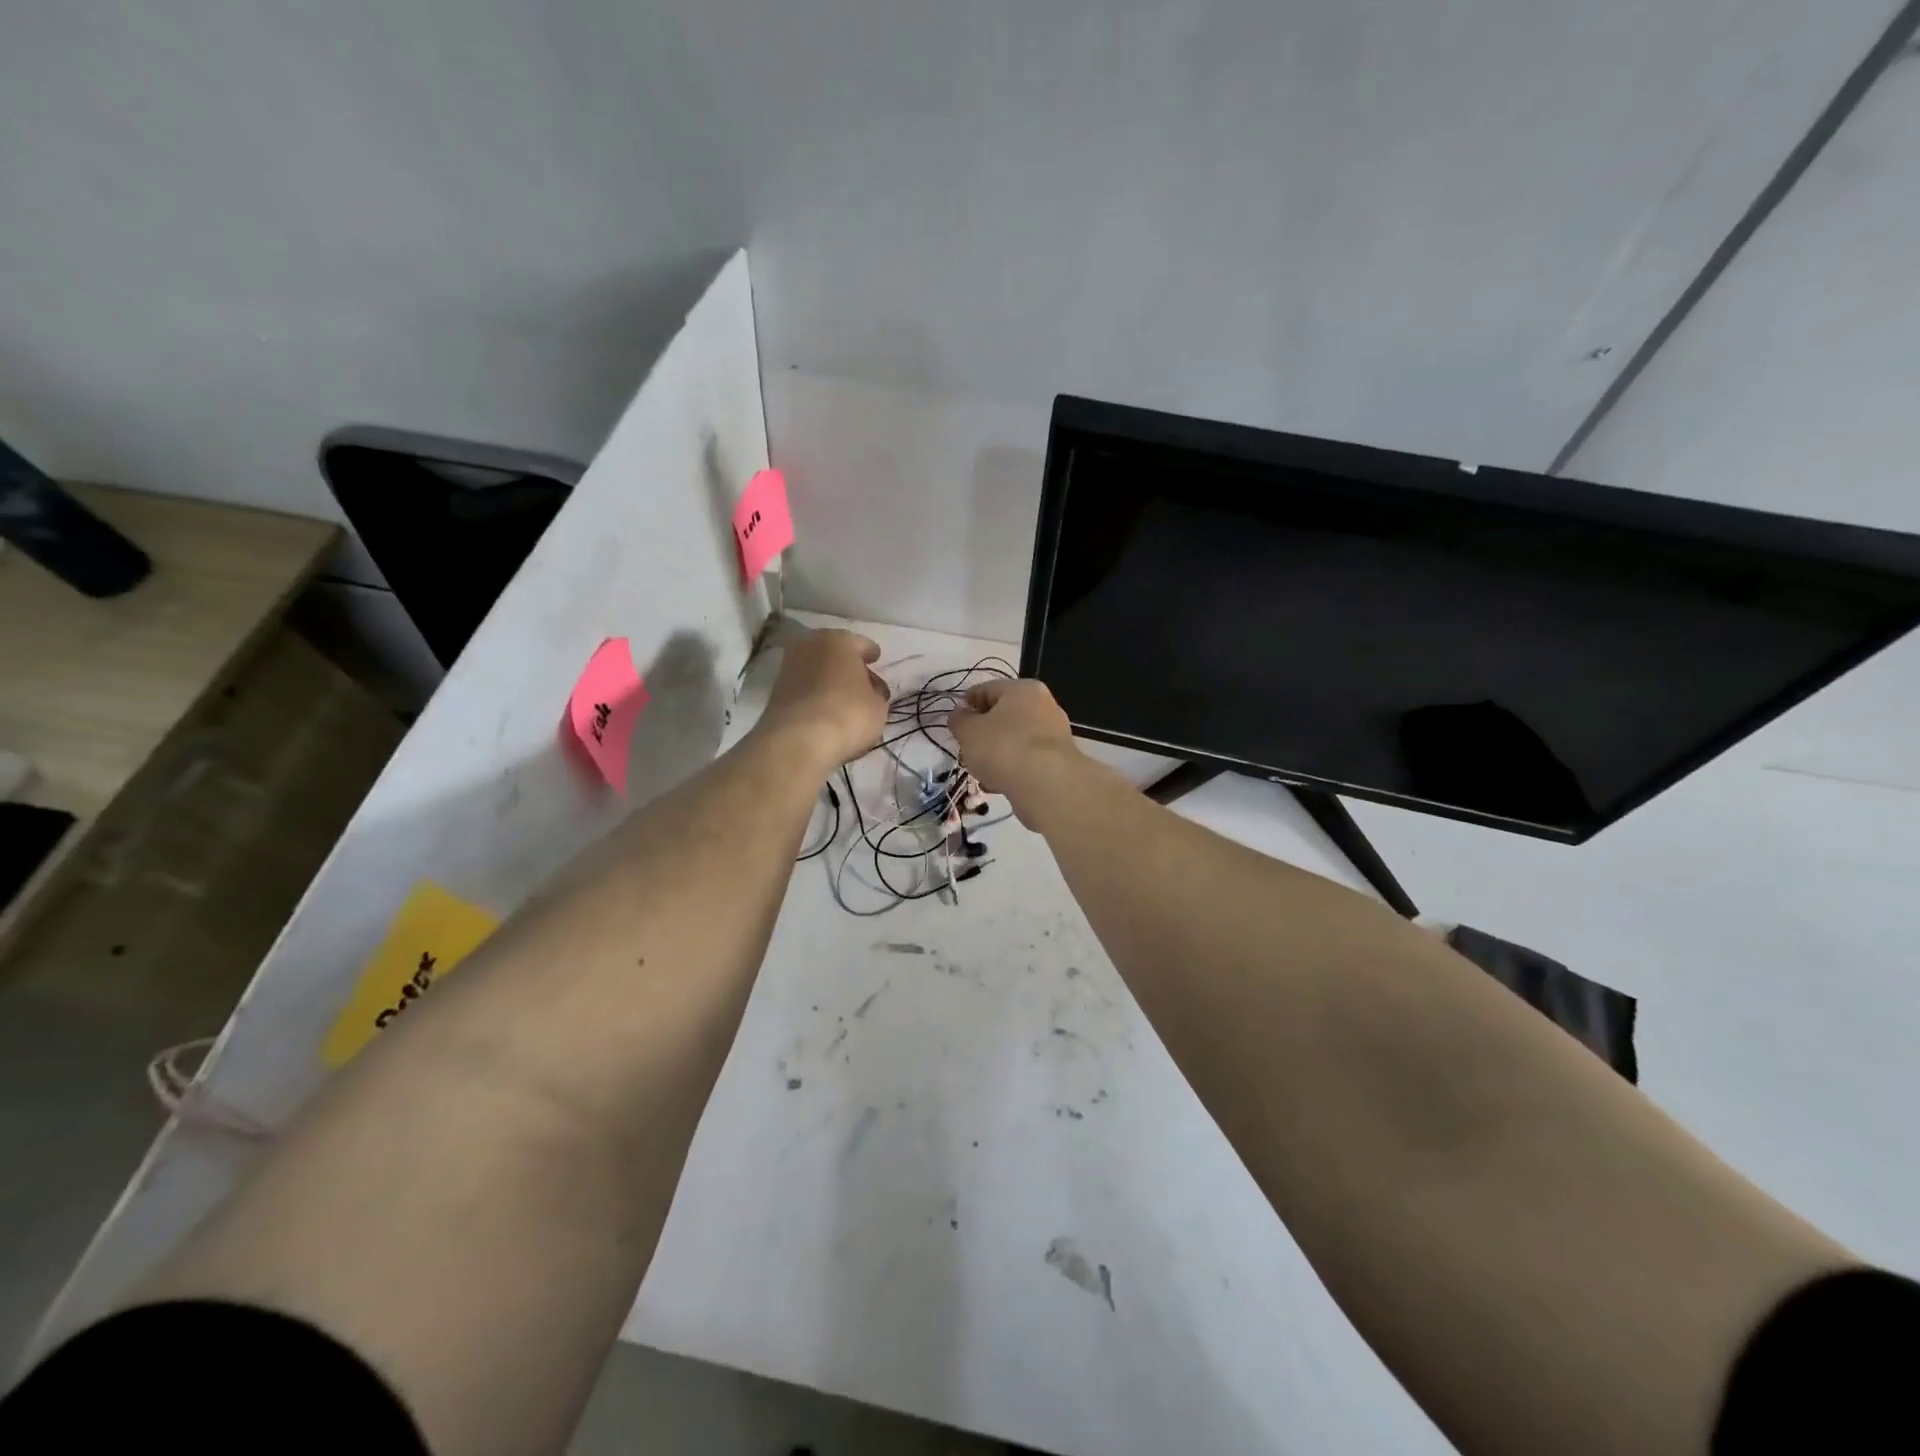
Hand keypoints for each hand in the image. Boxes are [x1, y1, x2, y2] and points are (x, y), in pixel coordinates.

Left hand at [756, 627, 888, 768]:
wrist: (798, 740)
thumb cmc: (848, 713)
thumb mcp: (878, 706)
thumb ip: (875, 693)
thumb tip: (868, 691)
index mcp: (839, 640)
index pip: (862, 644)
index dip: (871, 654)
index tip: (876, 661)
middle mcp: (810, 645)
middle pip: (835, 654)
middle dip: (848, 666)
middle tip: (862, 682)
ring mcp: (788, 667)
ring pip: (817, 670)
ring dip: (830, 680)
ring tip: (844, 700)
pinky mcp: (776, 691)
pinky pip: (805, 687)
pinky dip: (815, 694)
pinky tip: (826, 710)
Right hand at [946, 678, 1076, 820]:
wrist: (1047, 784)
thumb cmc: (1003, 747)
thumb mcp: (969, 732)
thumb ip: (959, 721)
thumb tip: (959, 714)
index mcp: (1022, 689)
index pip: (988, 689)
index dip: (967, 703)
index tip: (954, 720)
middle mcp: (1044, 705)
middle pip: (1005, 714)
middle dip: (984, 730)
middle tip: (966, 745)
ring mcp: (1054, 734)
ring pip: (1016, 739)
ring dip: (997, 751)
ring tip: (980, 769)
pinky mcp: (1059, 761)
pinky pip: (1027, 760)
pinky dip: (1012, 767)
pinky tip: (998, 783)